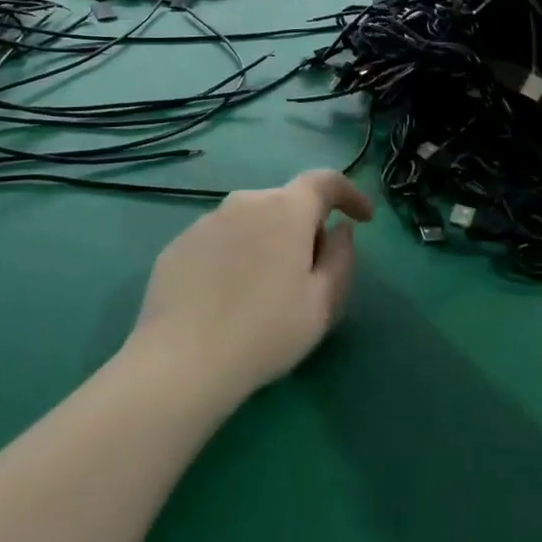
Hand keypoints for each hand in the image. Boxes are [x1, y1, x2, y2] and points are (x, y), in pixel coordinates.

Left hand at [134, 170, 373, 401]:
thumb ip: (341, 257)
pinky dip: (233, 257)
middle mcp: (245, 202)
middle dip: (305, 227)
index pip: (325, 181)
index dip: (350, 193)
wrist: (182, 360)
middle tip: (310, 271)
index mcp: (286, 209)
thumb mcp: (323, 303)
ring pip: (250, 221)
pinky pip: (219, 241)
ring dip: (266, 242)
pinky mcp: (178, 245)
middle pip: (286, 203)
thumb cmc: (266, 331)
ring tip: (263, 290)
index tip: (363, 218)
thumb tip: (339, 230)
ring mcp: (206, 221)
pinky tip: (227, 298)